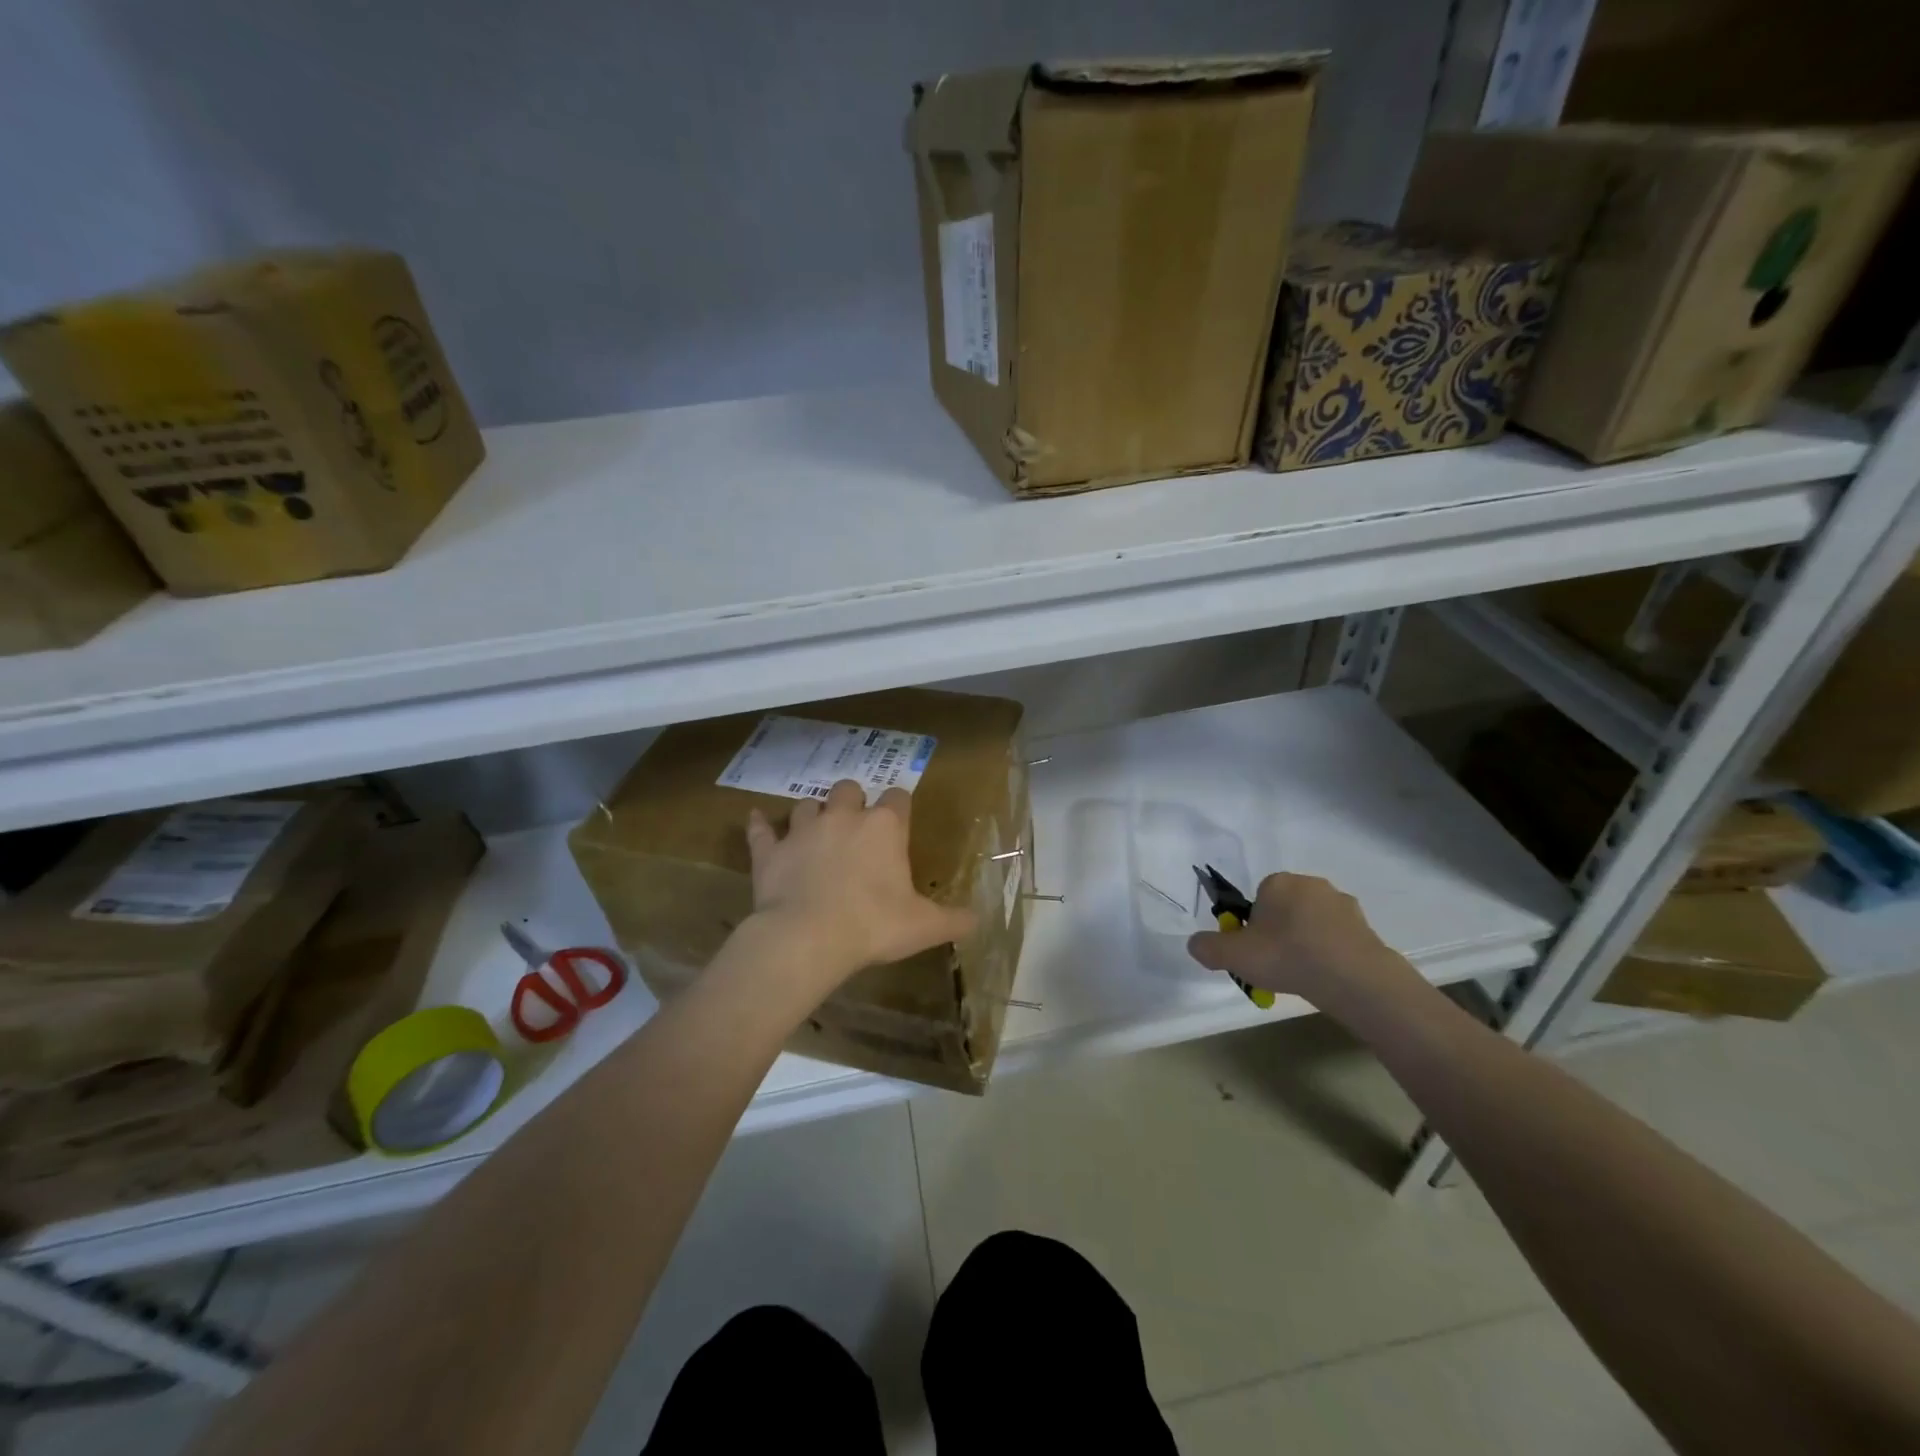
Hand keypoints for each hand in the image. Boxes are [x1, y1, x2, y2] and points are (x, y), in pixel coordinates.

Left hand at [744, 779, 976, 988]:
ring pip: (807, 804)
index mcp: (884, 828)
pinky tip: (757, 821)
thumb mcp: (924, 926)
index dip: (899, 806)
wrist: (807, 938)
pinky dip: (760, 826)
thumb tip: (979, 920)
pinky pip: (761, 830)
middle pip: (849, 789)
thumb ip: (954, 920)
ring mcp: (803, 831)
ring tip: (815, 829)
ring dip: (812, 813)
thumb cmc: (873, 925)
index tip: (900, 821)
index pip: (898, 798)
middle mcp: (844, 818)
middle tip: (855, 825)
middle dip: (853, 800)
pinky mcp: (770, 851)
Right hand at [1187, 872, 1410, 1000]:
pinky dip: (1329, 953)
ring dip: (1305, 943)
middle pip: (1284, 910)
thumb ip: (1207, 947)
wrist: (1354, 978)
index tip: (1255, 952)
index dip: (1252, 928)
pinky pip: (1337, 938)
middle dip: (1278, 934)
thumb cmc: (1288, 956)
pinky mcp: (1365, 926)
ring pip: (1311, 924)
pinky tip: (1327, 977)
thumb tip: (1196, 944)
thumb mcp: (1233, 955)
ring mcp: (1342, 904)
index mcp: (1278, 882)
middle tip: (1276, 965)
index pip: (1257, 901)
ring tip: (1303, 976)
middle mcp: (1310, 883)